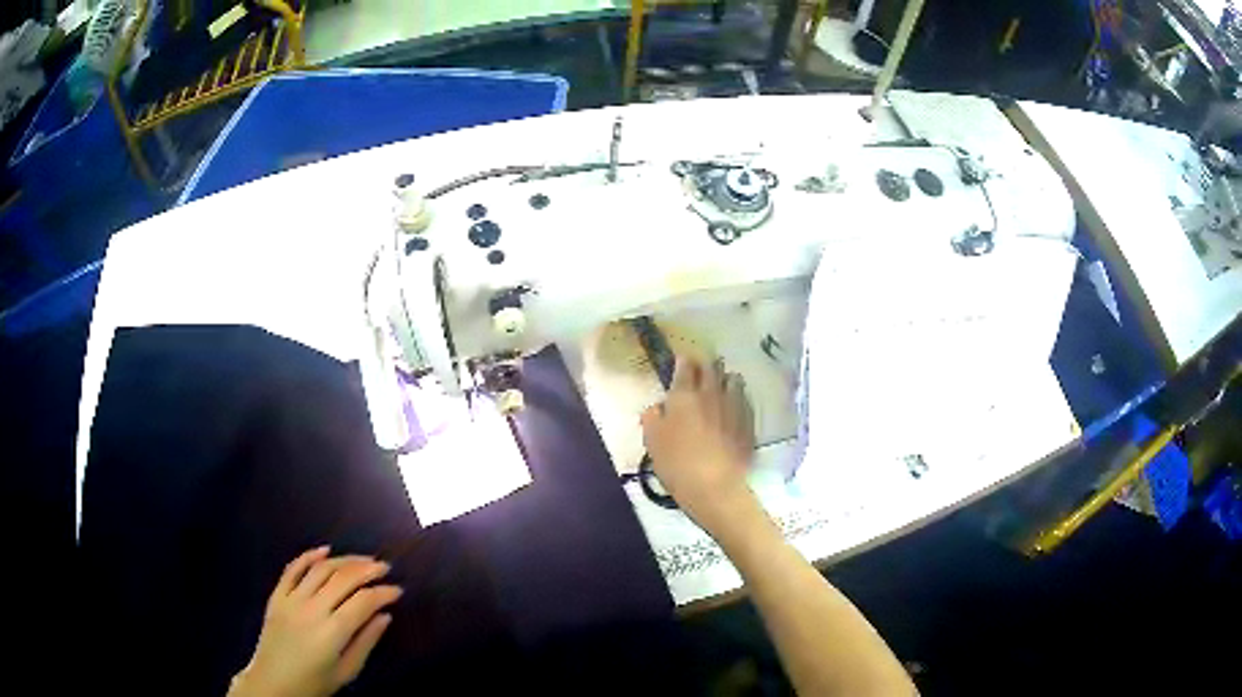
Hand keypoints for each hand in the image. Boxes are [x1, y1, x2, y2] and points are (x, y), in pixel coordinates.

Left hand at [228, 547, 402, 696]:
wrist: (273, 683)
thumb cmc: (315, 683)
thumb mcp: (347, 671)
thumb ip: (366, 642)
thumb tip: (385, 616)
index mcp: (332, 632)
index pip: (363, 602)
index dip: (383, 592)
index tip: (398, 590)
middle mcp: (311, 609)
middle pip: (343, 579)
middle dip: (368, 569)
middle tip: (385, 567)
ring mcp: (291, 599)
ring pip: (320, 569)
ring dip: (344, 560)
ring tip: (363, 559)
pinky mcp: (277, 595)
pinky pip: (292, 569)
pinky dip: (309, 555)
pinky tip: (325, 550)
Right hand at [641, 356, 756, 534]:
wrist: (715, 487)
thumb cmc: (677, 464)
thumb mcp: (652, 443)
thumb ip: (652, 419)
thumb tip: (657, 407)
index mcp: (683, 396)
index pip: (685, 367)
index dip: (683, 361)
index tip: (682, 360)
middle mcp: (710, 394)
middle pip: (711, 368)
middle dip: (706, 365)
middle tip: (701, 368)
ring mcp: (733, 407)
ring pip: (733, 380)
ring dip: (725, 378)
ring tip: (721, 383)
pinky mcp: (748, 422)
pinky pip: (744, 400)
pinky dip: (738, 397)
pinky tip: (735, 404)